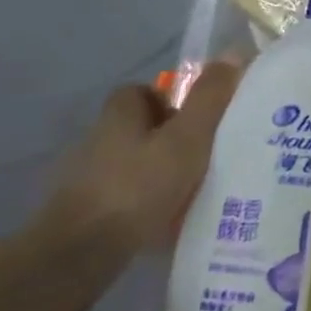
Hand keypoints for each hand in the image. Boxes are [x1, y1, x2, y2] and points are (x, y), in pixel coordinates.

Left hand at [33, 63, 242, 276]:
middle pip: (139, 128)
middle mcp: (98, 140)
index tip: (198, 118)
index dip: (171, 99)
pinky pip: (124, 199)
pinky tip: (167, 221)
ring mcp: (86, 180)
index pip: (142, 92)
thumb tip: (232, 53)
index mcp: (120, 115)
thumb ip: (209, 99)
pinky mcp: (84, 216)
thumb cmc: (137, 187)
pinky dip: (144, 205)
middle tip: (204, 154)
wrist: (77, 257)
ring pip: (132, 165)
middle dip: (169, 138)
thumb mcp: (186, 139)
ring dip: (157, 173)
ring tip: (192, 190)